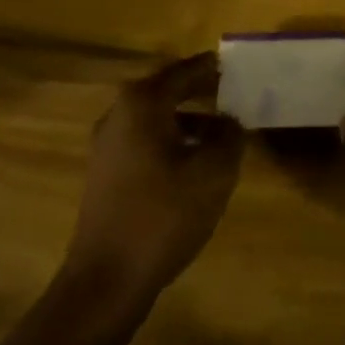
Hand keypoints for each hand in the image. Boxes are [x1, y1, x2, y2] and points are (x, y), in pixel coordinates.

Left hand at [64, 53, 243, 304]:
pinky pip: (145, 140)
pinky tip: (195, 163)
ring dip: (189, 118)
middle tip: (235, 94)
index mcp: (142, 103)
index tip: (238, 65)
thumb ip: (229, 136)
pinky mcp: (106, 173)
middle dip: (201, 91)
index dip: (213, 67)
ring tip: (223, 131)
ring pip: (156, 117)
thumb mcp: (213, 172)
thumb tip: (231, 120)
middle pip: (167, 90)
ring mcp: (107, 144)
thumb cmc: (163, 215)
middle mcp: (119, 114)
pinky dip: (172, 140)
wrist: (107, 279)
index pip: (184, 70)